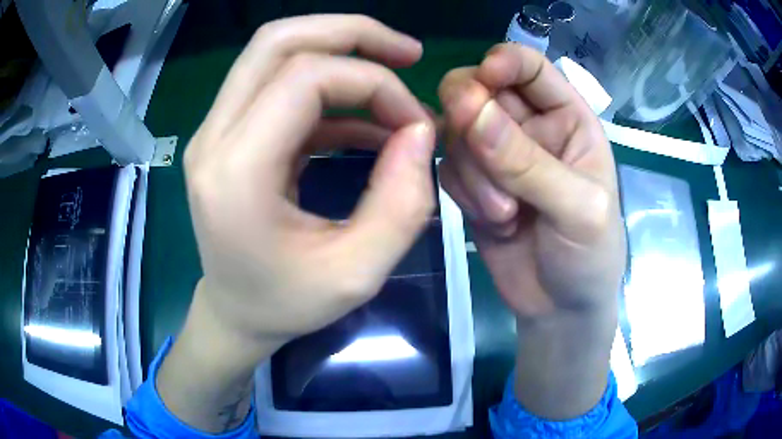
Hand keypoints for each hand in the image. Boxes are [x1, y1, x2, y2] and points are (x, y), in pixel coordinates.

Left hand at [158, 15, 434, 432]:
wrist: (235, 314)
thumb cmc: (286, 304)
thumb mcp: (358, 273)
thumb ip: (402, 203)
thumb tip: (422, 131)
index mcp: (235, 172)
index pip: (305, 78)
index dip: (374, 83)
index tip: (415, 123)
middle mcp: (213, 137)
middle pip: (277, 41)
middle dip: (351, 33)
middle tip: (406, 53)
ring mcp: (214, 131)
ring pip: (273, 52)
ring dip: (338, 51)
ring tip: (392, 77)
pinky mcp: (227, 135)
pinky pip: (277, 85)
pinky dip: (327, 89)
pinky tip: (365, 119)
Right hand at [438, 44, 625, 418]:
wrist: (559, 308)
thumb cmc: (590, 256)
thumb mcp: (578, 210)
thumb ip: (529, 163)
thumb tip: (470, 111)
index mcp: (567, 118)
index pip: (530, 67)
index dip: (505, 62)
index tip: (484, 79)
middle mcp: (529, 127)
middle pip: (479, 88)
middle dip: (471, 114)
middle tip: (475, 144)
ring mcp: (497, 155)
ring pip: (457, 131)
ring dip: (474, 172)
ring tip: (505, 216)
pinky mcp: (472, 185)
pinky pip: (448, 167)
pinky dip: (463, 193)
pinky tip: (494, 223)